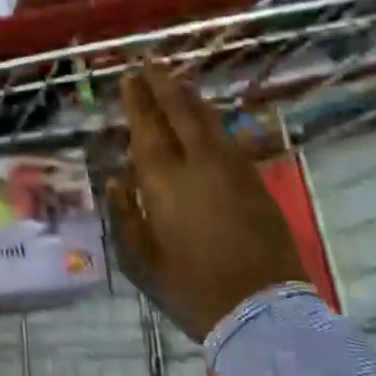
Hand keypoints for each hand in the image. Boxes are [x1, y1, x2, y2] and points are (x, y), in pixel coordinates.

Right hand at [107, 67, 307, 341]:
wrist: (262, 312)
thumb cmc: (192, 290)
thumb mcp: (141, 262)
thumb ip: (125, 215)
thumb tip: (113, 179)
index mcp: (164, 182)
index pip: (147, 128)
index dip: (138, 100)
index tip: (130, 76)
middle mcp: (198, 164)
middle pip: (180, 112)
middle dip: (163, 84)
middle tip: (150, 63)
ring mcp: (232, 169)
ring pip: (208, 119)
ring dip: (189, 95)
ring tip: (176, 78)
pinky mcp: (255, 181)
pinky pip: (229, 137)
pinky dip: (213, 119)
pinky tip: (208, 115)